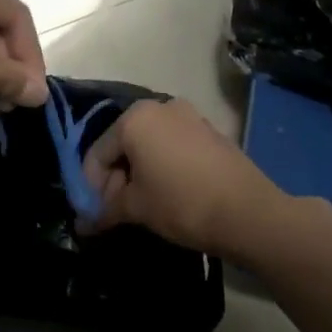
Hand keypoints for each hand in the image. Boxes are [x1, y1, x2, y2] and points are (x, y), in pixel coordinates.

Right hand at [79, 98, 296, 260]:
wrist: (248, 212)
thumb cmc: (181, 203)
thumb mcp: (135, 208)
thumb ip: (104, 210)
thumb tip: (83, 224)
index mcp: (134, 118)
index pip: (97, 154)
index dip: (90, 187)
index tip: (93, 214)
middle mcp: (160, 107)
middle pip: (122, 145)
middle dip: (114, 180)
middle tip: (115, 213)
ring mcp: (189, 117)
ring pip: (148, 146)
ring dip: (138, 175)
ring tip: (140, 207)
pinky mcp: (210, 132)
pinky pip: (172, 148)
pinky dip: (162, 168)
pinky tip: (165, 195)